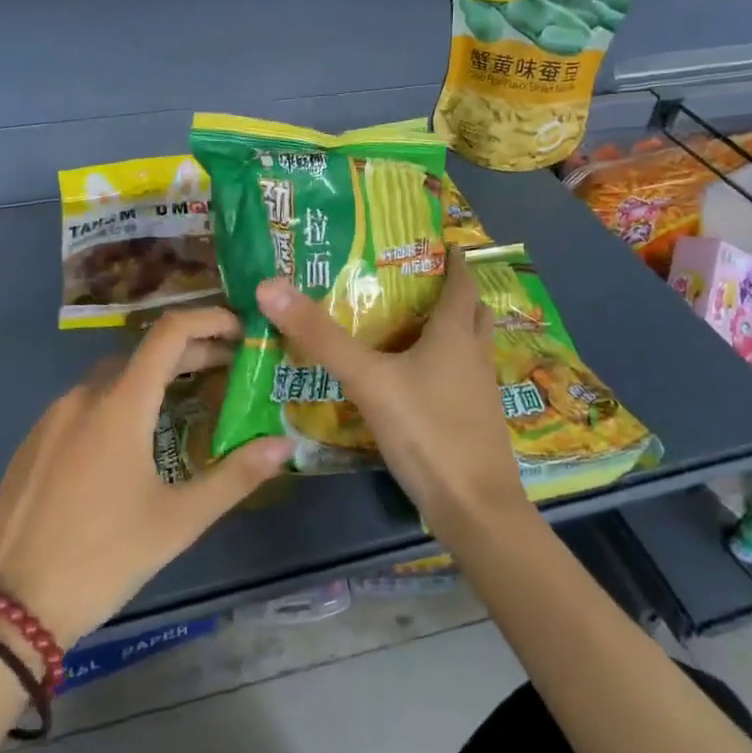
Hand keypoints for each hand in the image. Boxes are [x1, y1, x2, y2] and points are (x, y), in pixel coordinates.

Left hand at [0, 309, 291, 647]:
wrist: (6, 608)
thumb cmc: (102, 558)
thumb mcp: (177, 522)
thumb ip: (235, 477)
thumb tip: (284, 445)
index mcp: (121, 404)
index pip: (170, 332)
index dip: (209, 320)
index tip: (240, 330)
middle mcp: (85, 395)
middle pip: (144, 352)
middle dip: (190, 353)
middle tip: (227, 371)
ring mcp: (53, 416)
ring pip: (113, 376)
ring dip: (154, 377)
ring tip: (185, 403)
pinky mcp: (34, 441)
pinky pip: (86, 401)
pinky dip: (119, 400)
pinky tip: (131, 439)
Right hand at [254, 254, 526, 539]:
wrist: (476, 510)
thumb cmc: (427, 432)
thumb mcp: (368, 380)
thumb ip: (321, 338)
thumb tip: (271, 286)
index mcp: (455, 333)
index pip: (461, 282)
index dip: (454, 260)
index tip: (440, 242)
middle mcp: (474, 354)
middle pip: (471, 311)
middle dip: (452, 292)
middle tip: (417, 280)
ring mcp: (480, 391)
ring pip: (470, 345)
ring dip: (452, 328)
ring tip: (413, 323)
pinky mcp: (477, 421)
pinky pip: (463, 376)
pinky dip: (446, 364)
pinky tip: (417, 378)